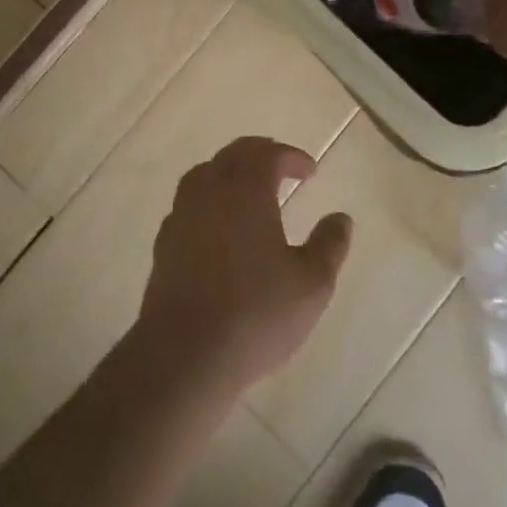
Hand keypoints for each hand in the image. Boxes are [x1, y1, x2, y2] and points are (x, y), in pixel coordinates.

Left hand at [136, 137, 352, 395]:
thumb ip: (329, 246)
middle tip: (279, 164)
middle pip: (233, 155)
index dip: (290, 157)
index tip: (309, 170)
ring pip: (204, 174)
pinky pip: (188, 205)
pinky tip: (216, 225)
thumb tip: (341, 218)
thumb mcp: (311, 284)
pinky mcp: (164, 243)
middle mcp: (210, 191)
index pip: (268, 155)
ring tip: (246, 188)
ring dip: (228, 171)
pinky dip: (207, 201)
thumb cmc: (255, 313)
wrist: (184, 353)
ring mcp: (182, 215)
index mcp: (246, 190)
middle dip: (259, 153)